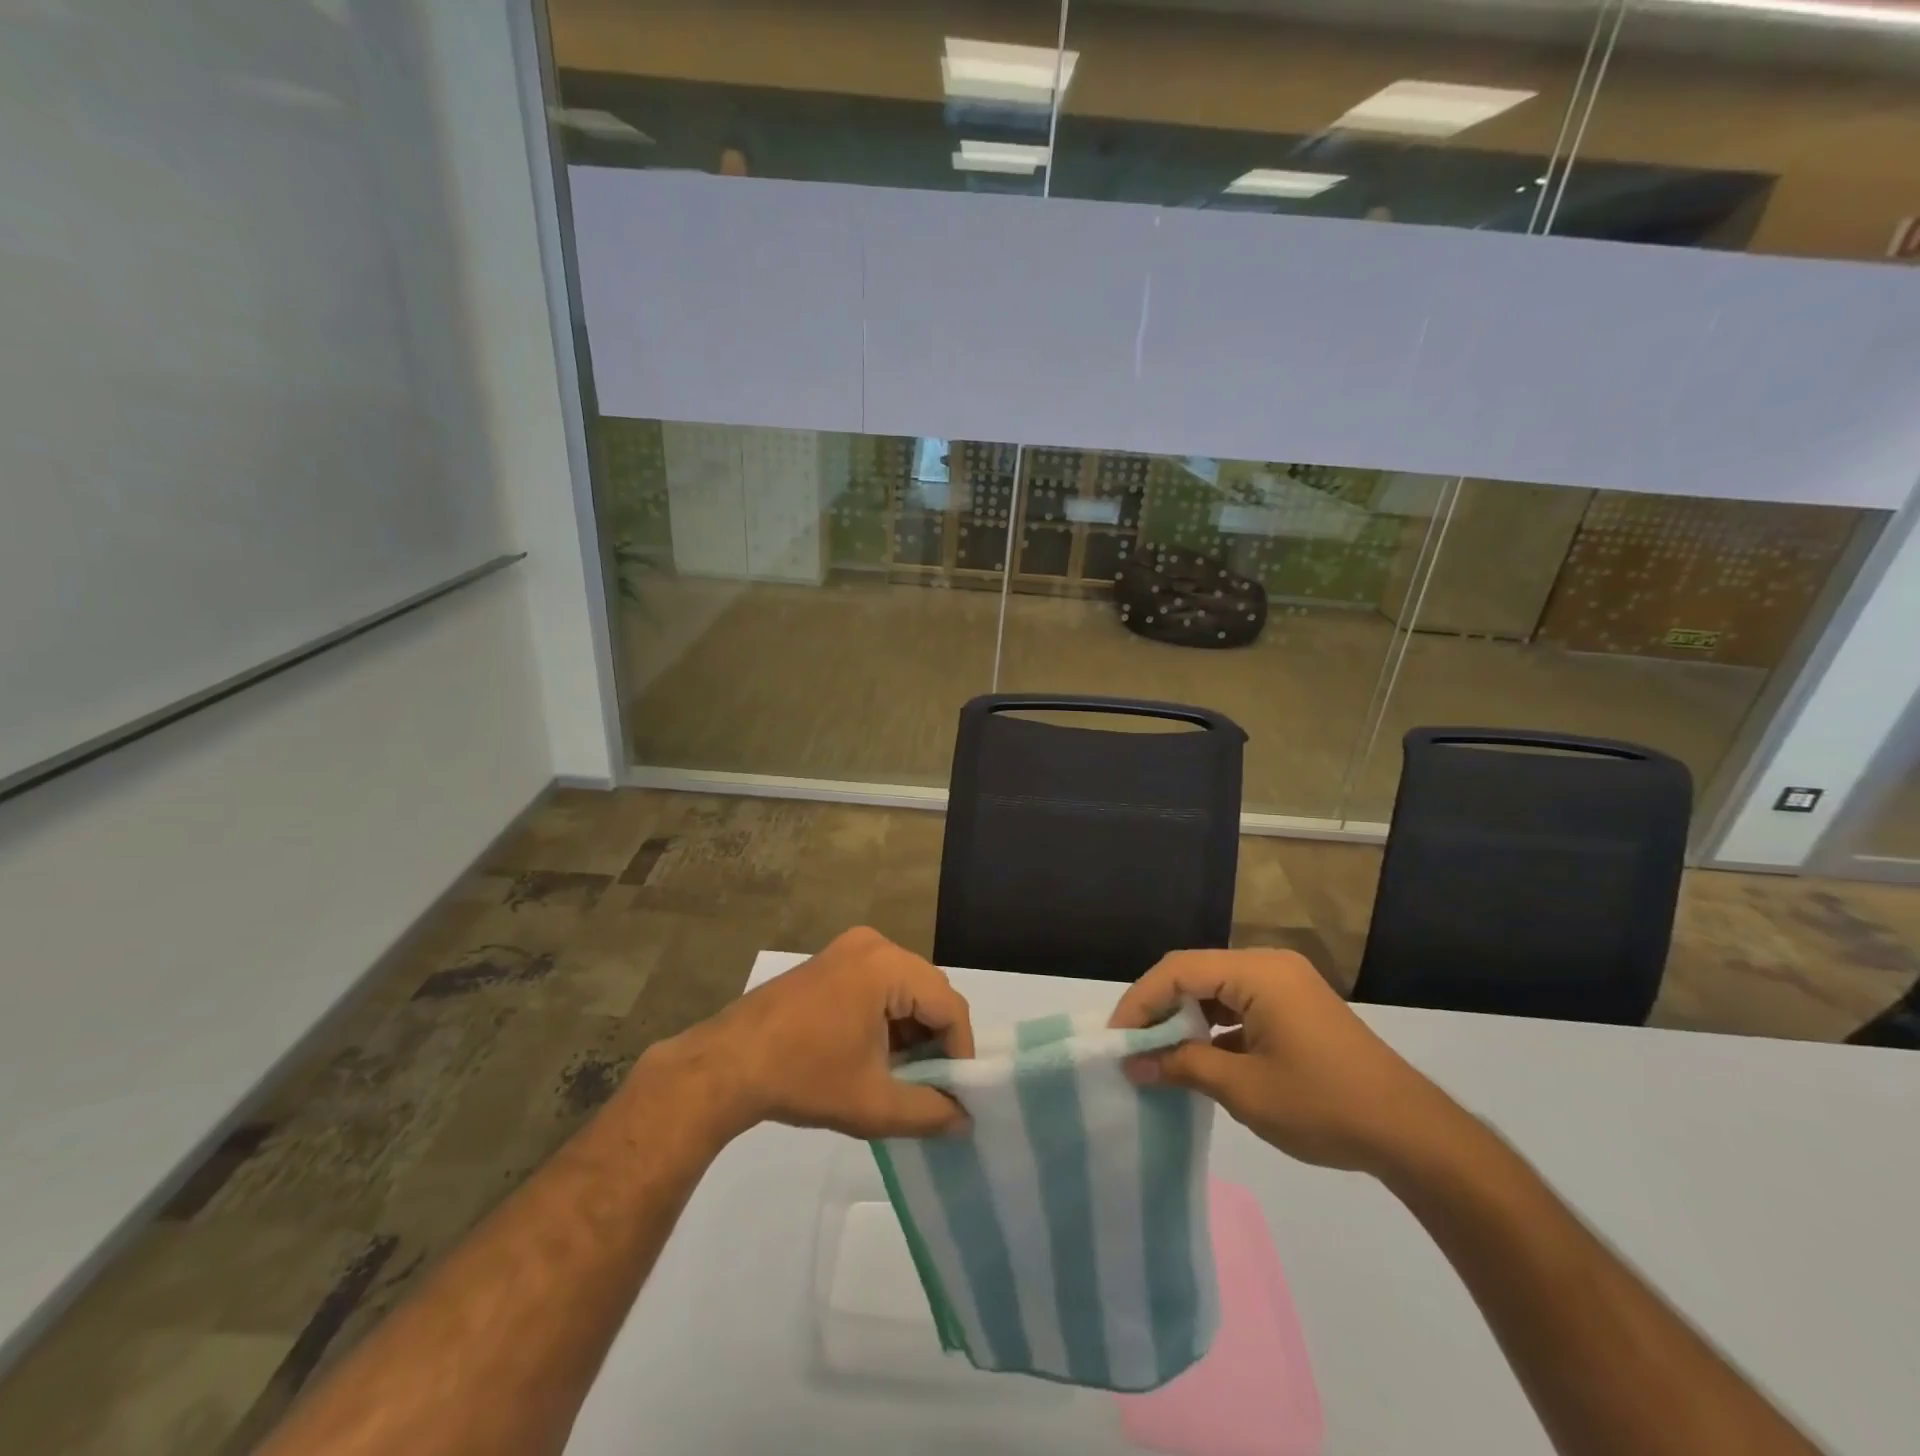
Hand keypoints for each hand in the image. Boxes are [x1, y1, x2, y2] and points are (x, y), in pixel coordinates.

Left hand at [665, 927, 973, 1141]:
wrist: (726, 1065)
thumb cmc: (804, 1078)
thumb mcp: (873, 1104)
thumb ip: (929, 1112)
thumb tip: (965, 1120)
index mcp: (887, 966)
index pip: (948, 1006)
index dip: (960, 1051)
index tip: (957, 1093)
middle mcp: (874, 944)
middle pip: (929, 991)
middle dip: (935, 1039)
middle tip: (932, 1084)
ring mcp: (850, 948)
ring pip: (906, 987)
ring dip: (912, 1028)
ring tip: (903, 1074)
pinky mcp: (832, 960)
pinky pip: (880, 983)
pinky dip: (888, 1015)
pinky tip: (875, 1053)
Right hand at [1110, 949, 1467, 1175]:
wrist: (1414, 1136)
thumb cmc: (1324, 1106)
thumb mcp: (1244, 1089)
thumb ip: (1183, 1067)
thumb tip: (1133, 1064)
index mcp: (1257, 972)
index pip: (1178, 970)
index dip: (1140, 1001)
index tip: (1117, 1038)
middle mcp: (1269, 966)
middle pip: (1195, 973)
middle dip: (1159, 1007)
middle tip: (1132, 1045)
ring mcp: (1286, 985)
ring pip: (1216, 989)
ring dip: (1185, 1018)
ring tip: (1158, 1053)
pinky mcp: (1296, 1008)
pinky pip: (1240, 1004)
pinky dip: (1213, 1027)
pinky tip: (1199, 1057)